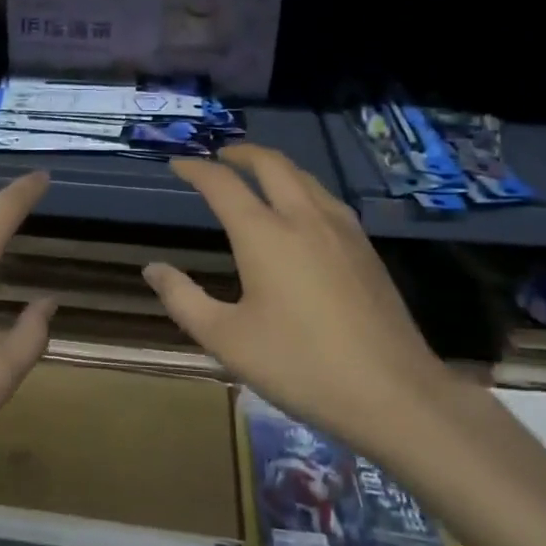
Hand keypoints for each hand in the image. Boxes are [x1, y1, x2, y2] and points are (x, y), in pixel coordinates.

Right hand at [142, 145, 448, 445]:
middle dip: (241, 153)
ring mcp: (341, 229)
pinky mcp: (365, 247)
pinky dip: (301, 185)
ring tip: (256, 174)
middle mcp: (303, 217)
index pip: (222, 184)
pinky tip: (300, 209)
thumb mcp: (227, 340)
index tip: (177, 164)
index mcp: (264, 234)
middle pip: (270, 164)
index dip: (196, 169)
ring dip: (274, 165)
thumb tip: (153, 269)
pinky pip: (325, 197)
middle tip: (219, 156)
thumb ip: (183, 299)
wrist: (393, 393)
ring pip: (304, 176)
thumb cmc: (299, 365)